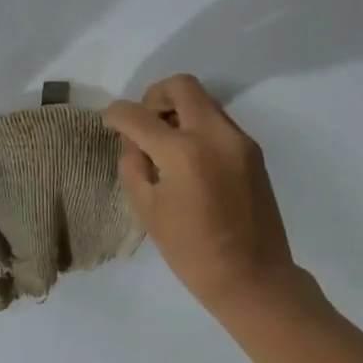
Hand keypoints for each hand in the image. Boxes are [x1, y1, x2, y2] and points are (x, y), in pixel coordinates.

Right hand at [103, 75, 304, 316]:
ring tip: (164, 146)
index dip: (116, 115)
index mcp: (183, 152)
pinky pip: (218, 122)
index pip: (139, 116)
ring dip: (178, 111)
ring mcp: (239, 140)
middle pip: (181, 86)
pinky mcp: (253, 151)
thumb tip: (134, 143)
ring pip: (203, 101)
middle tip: (143, 125)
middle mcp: (215, 134)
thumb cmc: (192, 251)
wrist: (253, 277)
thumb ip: (134, 166)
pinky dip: (197, 127)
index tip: (109, 122)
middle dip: (153, 97)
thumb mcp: (147, 211)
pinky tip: (188, 161)